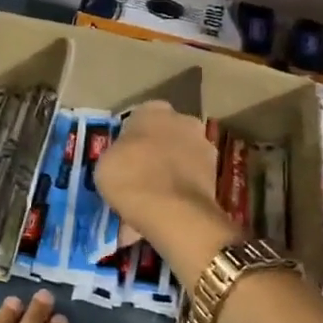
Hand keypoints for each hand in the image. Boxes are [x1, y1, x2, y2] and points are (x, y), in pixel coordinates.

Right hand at [96, 101, 226, 247]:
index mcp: (153, 110)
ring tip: (151, 195)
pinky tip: (166, 207)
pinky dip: (180, 189)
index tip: (121, 157)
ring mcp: (204, 147)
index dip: (129, 138)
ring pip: (180, 157)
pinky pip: (189, 179)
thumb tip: (125, 158)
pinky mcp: (216, 176)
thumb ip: (118, 153)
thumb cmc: (131, 178)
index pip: (138, 118)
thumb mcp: (105, 163)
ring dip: (169, 170)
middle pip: (164, 134)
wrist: (173, 212)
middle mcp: (183, 120)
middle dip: (154, 150)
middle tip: (137, 173)